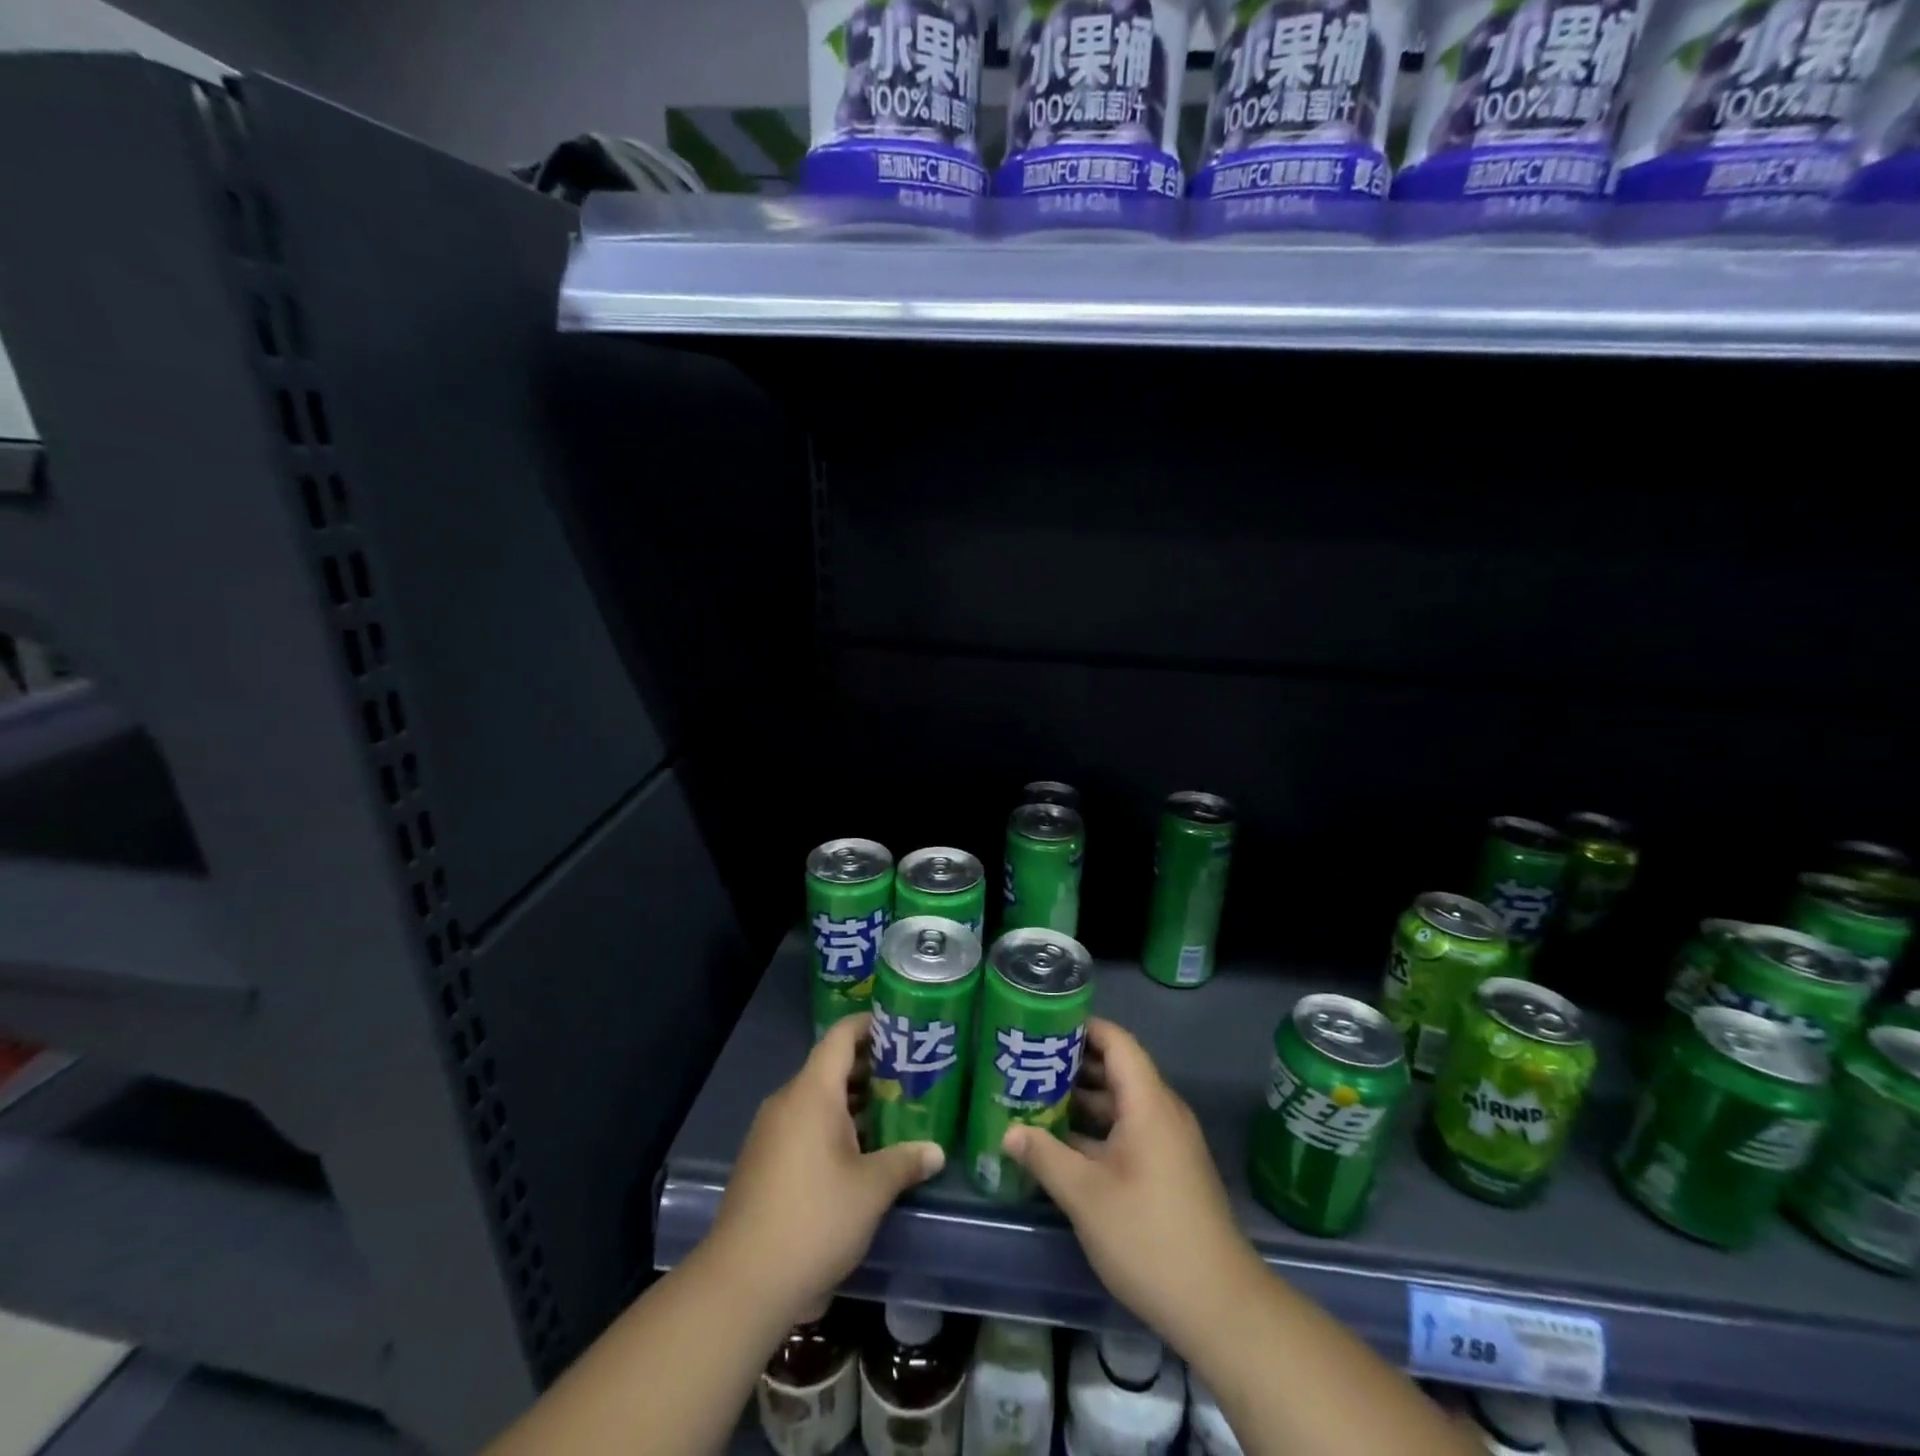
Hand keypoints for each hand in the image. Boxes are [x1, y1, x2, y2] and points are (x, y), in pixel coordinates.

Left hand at [706, 1013, 943, 1324]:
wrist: (742, 1283)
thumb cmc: (814, 1220)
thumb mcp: (871, 1190)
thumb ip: (905, 1162)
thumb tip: (936, 1151)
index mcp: (812, 1093)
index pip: (841, 1037)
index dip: (870, 1025)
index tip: (902, 1027)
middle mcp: (788, 1102)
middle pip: (831, 1067)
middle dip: (871, 1068)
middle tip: (911, 1075)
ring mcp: (771, 1132)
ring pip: (818, 1100)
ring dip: (854, 1102)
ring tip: (894, 1112)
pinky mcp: (764, 1161)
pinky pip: (804, 1125)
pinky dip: (833, 1126)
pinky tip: (861, 1152)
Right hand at [1002, 1018, 1259, 1349]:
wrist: (1220, 1307)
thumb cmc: (1149, 1237)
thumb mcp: (1086, 1195)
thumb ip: (1045, 1156)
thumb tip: (1008, 1131)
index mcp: (1148, 1103)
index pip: (1116, 1041)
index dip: (1082, 1026)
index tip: (1042, 1025)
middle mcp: (1162, 1112)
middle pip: (1117, 1069)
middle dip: (1072, 1064)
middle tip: (1027, 1062)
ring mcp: (1167, 1142)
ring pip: (1121, 1103)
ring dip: (1082, 1100)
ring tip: (1035, 1098)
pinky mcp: (1168, 1169)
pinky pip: (1129, 1130)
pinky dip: (1097, 1128)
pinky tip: (1062, 1144)